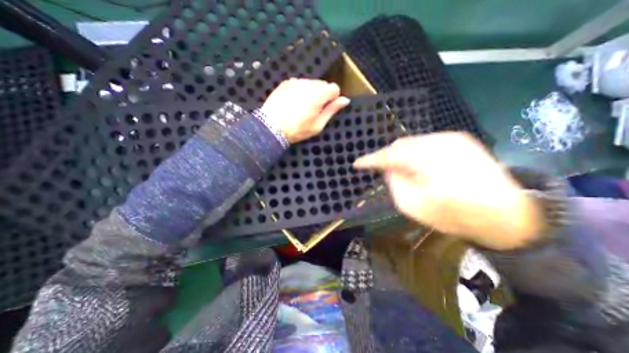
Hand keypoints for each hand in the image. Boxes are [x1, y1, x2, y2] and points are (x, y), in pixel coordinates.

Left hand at [260, 79, 347, 143]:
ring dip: (312, 92)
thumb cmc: (297, 130)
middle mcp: (308, 84)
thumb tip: (345, 100)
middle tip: (314, 109)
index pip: (334, 88)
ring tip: (303, 106)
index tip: (327, 108)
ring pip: (312, 83)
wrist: (271, 127)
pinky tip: (295, 102)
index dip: (333, 98)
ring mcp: (295, 82)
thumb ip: (331, 111)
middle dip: (323, 94)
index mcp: (318, 96)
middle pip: (323, 84)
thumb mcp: (317, 125)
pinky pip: (300, 83)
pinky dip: (301, 90)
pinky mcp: (286, 83)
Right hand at [356, 133, 542, 250]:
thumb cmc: (455, 216)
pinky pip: (426, 142)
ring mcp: (451, 138)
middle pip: (400, 144)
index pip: (388, 155)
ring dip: (401, 154)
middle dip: (387, 156)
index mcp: (426, 161)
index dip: (370, 159)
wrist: (509, 215)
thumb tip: (389, 169)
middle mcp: (437, 143)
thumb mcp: (414, 206)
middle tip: (379, 168)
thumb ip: (395, 183)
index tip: (357, 164)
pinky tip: (417, 164)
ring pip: (412, 142)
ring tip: (399, 168)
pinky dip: (415, 152)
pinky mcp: (460, 140)